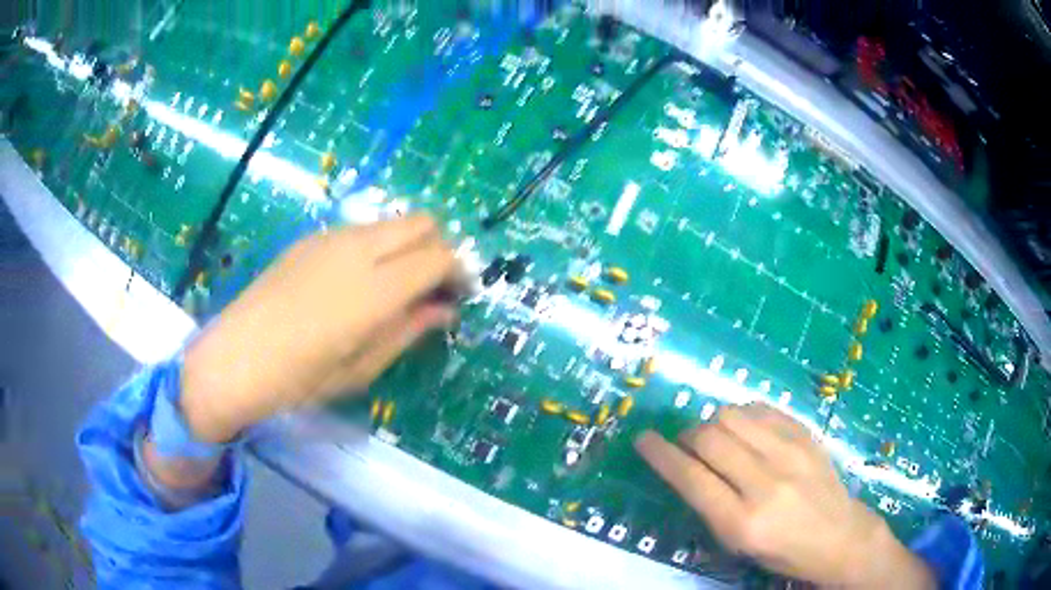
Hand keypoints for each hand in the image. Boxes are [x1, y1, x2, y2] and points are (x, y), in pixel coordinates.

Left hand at [180, 215, 459, 443]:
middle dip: (439, 248)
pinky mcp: (312, 238)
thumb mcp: (362, 368)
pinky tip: (358, 281)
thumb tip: (442, 309)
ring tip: (396, 284)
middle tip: (432, 286)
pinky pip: (361, 229)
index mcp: (375, 289)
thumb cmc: (300, 379)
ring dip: (408, 244)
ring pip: (392, 221)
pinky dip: (378, 245)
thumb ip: (407, 331)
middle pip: (422, 223)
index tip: (460, 294)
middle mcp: (359, 249)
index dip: (460, 272)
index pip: (440, 257)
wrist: (236, 357)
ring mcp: (332, 237)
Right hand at [636, 403, 934, 588]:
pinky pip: (761, 408)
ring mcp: (789, 454)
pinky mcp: (805, 435)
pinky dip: (741, 414)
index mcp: (742, 522)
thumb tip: (686, 466)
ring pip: (731, 415)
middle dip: (685, 437)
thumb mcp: (737, 545)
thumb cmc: (782, 551)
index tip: (642, 440)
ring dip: (712, 423)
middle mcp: (764, 483)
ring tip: (717, 437)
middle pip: (708, 438)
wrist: (839, 536)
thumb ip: (709, 505)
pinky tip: (745, 429)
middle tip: (685, 445)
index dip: (660, 455)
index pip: (690, 478)